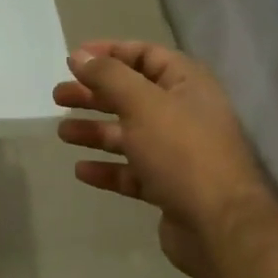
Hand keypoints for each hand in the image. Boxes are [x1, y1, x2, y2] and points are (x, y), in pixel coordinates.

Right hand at [55, 40, 277, 277]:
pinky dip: (107, 168)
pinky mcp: (169, 186)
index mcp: (187, 84)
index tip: (74, 59)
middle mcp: (184, 113)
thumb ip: (108, 75)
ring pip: (129, 134)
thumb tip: (80, 55)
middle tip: (58, 97)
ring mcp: (178, 153)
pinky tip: (81, 170)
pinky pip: (132, 171)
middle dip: (94, 94)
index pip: (146, 55)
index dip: (110, 52)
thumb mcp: (142, 103)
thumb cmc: (181, 151)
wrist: (219, 224)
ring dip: (96, 131)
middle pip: (132, 95)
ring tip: (62, 133)